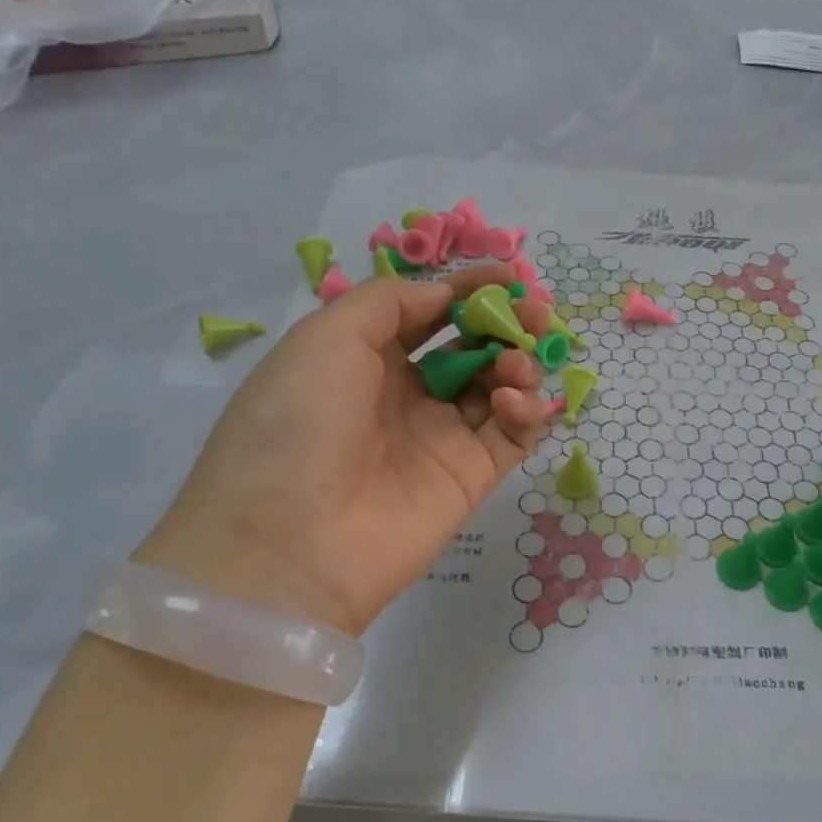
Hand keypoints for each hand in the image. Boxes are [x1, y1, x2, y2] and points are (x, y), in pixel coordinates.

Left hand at [133, 266, 550, 635]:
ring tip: (516, 365)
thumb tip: (443, 296)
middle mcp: (406, 394)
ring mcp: (440, 437)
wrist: (287, 544)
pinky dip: (524, 411)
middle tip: (534, 315)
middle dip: (506, 324)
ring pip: (498, 388)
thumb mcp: (326, 338)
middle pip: (472, 347)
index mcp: (365, 357)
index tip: (510, 278)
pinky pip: (511, 435)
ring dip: (518, 364)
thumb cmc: (297, 424)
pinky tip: (510, 402)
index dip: (468, 291)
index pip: (429, 313)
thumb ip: (390, 302)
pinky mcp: (469, 478)